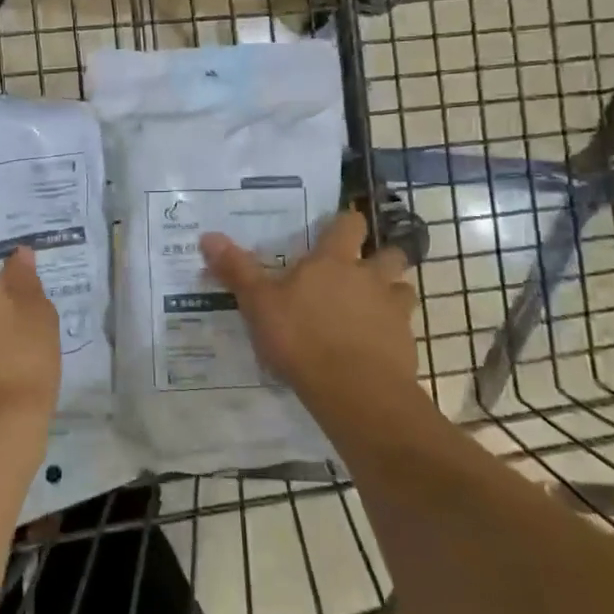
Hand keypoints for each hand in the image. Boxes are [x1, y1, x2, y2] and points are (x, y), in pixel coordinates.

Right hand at [200, 209, 425, 418]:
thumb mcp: (258, 303)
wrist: (354, 390)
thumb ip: (237, 270)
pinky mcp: (406, 345)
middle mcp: (370, 278)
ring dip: (392, 295)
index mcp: (334, 261)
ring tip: (373, 309)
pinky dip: (392, 334)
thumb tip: (207, 235)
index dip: (346, 223)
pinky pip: (404, 330)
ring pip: (403, 290)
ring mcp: (394, 312)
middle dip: (382, 258)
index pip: (350, 225)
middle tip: (363, 270)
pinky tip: (374, 348)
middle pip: (391, 254)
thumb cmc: (301, 338)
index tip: (340, 227)